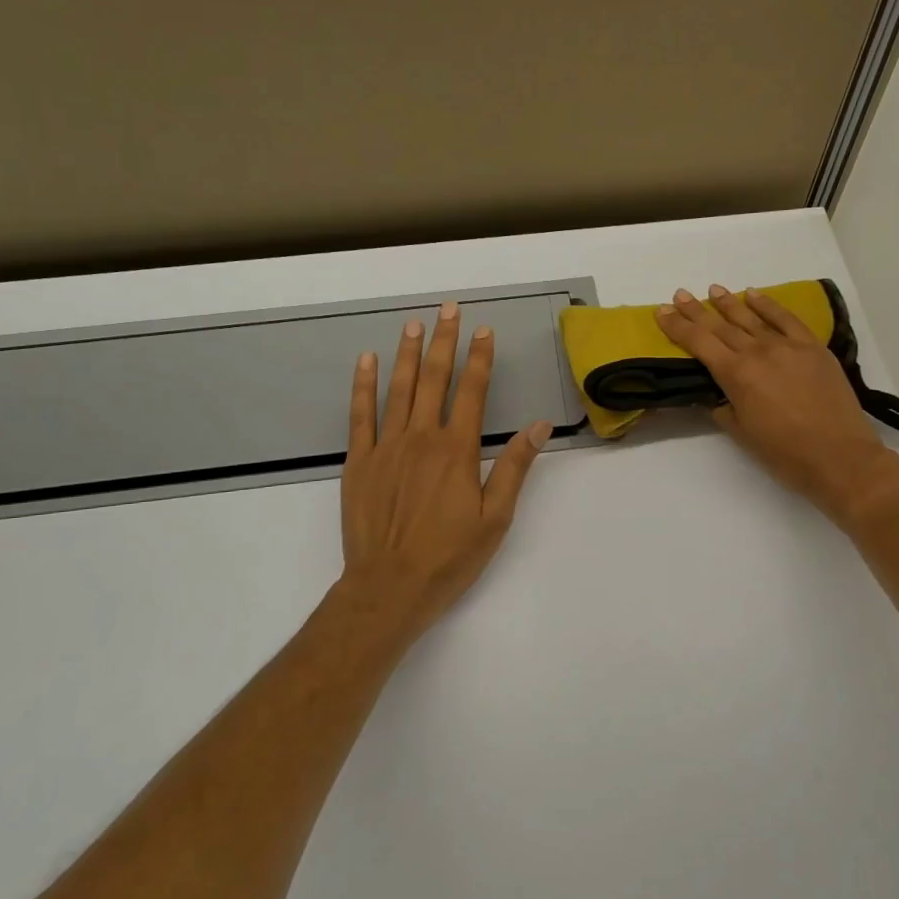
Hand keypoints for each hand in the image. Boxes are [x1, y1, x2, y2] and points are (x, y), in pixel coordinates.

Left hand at [335, 303, 552, 648]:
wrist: (388, 588)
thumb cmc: (449, 557)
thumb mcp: (495, 518)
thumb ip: (514, 467)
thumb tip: (539, 426)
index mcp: (456, 451)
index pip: (471, 391)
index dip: (480, 358)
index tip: (484, 331)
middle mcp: (421, 438)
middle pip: (434, 379)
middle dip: (443, 342)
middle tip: (448, 309)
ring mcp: (385, 447)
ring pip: (398, 389)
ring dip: (408, 354)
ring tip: (413, 324)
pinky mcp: (359, 462)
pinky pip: (360, 414)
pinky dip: (363, 385)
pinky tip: (367, 361)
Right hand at [657, 286, 898, 524]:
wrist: (840, 457)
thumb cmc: (785, 454)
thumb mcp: (742, 433)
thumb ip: (724, 408)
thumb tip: (717, 395)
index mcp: (736, 375)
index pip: (699, 343)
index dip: (678, 327)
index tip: (662, 312)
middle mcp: (758, 352)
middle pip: (721, 326)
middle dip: (697, 311)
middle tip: (679, 295)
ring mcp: (788, 346)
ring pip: (752, 318)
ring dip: (729, 303)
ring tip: (713, 290)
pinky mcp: (813, 347)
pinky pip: (786, 319)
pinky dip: (769, 305)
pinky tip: (755, 295)